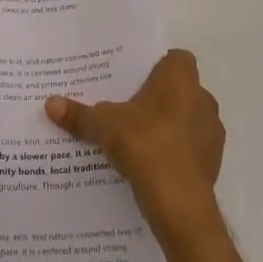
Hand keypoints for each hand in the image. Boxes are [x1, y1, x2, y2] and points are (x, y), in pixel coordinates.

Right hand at [45, 49, 224, 239]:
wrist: (179, 202)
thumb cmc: (145, 145)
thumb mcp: (103, 126)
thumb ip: (79, 114)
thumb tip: (50, 103)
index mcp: (181, 79)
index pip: (176, 58)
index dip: (157, 65)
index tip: (134, 78)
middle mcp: (203, 99)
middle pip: (180, 89)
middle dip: (157, 97)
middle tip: (127, 107)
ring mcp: (211, 132)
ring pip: (187, 119)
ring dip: (168, 125)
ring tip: (136, 138)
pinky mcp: (212, 161)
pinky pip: (190, 147)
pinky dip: (174, 152)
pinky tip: (150, 164)